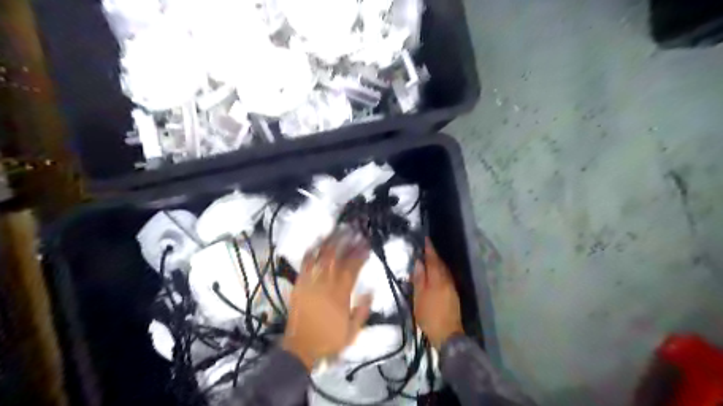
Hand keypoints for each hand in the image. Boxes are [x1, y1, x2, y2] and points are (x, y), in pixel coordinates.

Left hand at [282, 227, 372, 369]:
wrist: (300, 348)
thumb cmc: (329, 340)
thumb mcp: (353, 331)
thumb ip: (363, 310)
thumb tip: (370, 290)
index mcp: (340, 295)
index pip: (352, 269)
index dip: (360, 255)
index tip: (366, 246)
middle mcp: (325, 285)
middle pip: (337, 258)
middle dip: (346, 243)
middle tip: (353, 232)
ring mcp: (310, 283)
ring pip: (321, 258)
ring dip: (329, 243)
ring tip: (336, 231)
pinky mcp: (299, 285)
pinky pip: (304, 265)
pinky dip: (310, 253)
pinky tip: (315, 244)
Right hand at [412, 239, 462, 349]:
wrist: (447, 335)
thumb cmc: (429, 316)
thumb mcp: (419, 297)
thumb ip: (419, 279)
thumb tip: (419, 262)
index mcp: (438, 280)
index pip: (433, 260)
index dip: (429, 250)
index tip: (426, 240)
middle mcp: (447, 281)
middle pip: (440, 265)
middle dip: (433, 256)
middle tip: (425, 249)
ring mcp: (452, 288)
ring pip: (444, 271)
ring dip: (437, 264)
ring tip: (428, 261)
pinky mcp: (453, 295)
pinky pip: (446, 278)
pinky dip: (439, 273)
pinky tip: (434, 276)